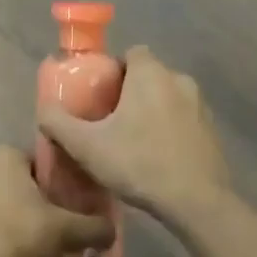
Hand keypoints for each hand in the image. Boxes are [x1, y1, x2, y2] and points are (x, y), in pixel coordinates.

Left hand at [0, 146, 114, 256]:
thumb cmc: (19, 235)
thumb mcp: (65, 230)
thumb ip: (93, 227)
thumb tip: (112, 230)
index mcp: (5, 155)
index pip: (37, 162)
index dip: (53, 183)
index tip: (64, 204)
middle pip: (13, 179)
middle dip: (28, 197)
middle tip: (47, 223)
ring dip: (5, 212)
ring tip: (25, 240)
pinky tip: (3, 252)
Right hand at [37, 47, 230, 222]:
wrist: (198, 203)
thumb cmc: (140, 163)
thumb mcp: (87, 146)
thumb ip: (59, 123)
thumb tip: (43, 109)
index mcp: (151, 73)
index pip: (131, 54)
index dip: (114, 71)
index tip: (101, 97)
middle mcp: (179, 79)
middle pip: (149, 76)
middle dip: (131, 93)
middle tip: (111, 123)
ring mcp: (201, 105)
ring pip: (168, 98)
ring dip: (153, 112)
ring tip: (134, 143)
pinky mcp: (213, 130)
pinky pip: (185, 120)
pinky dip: (172, 131)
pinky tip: (159, 159)